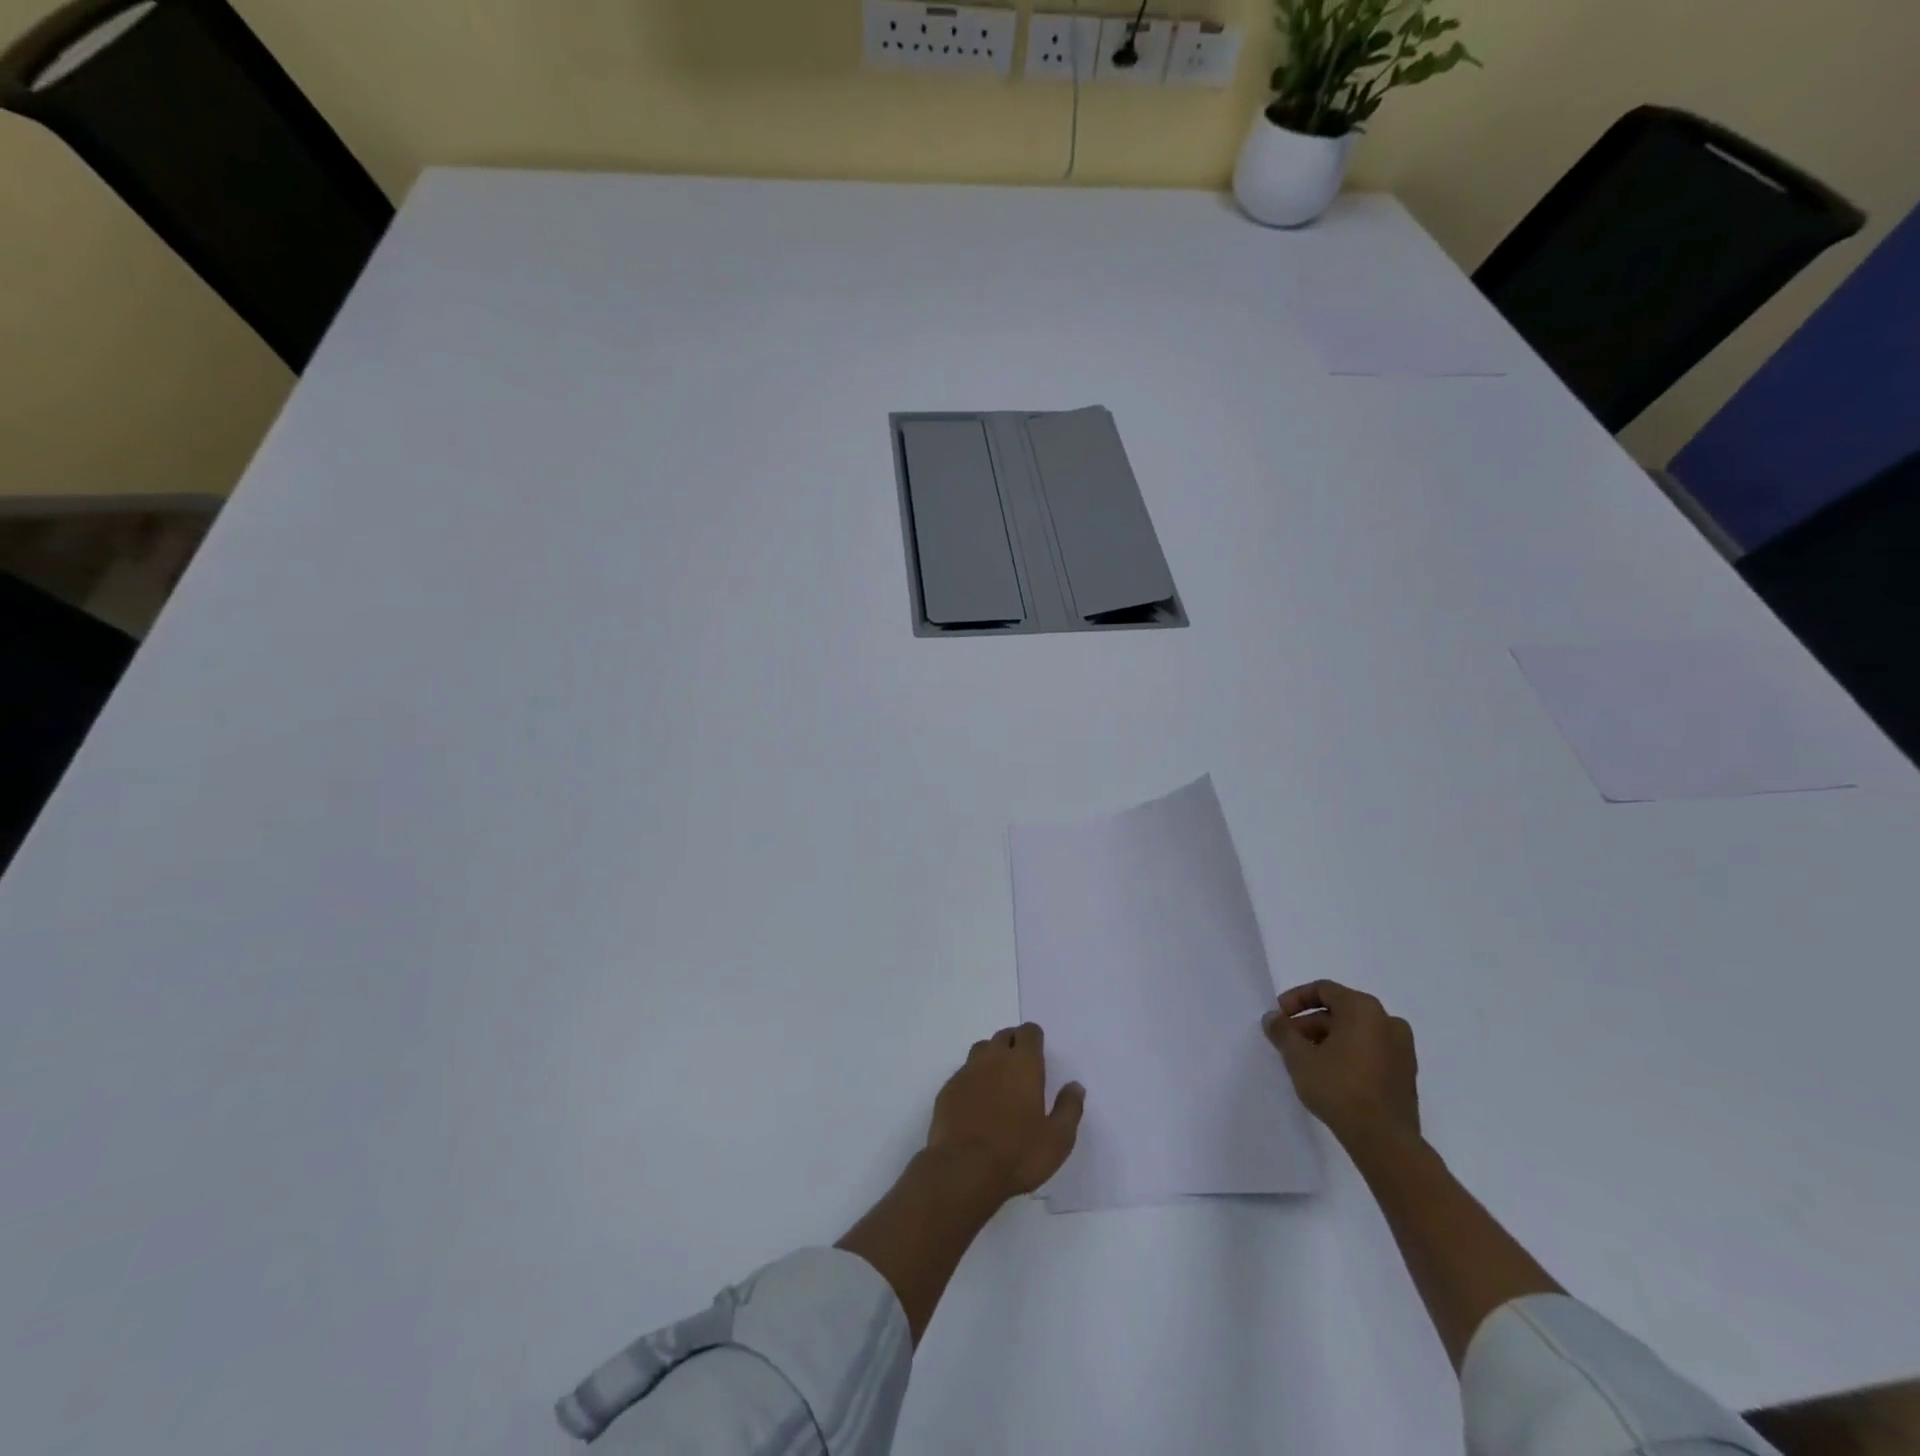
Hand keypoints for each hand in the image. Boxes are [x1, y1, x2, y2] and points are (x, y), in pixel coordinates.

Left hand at [926, 1023, 1084, 1201]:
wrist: (964, 1169)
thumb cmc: (1018, 1154)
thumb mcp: (1057, 1139)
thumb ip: (1069, 1108)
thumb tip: (1075, 1086)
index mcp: (1023, 1064)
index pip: (1029, 1032)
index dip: (1034, 1038)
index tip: (1038, 1051)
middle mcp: (994, 1059)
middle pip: (1004, 1036)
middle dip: (1013, 1043)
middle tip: (1020, 1065)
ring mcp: (967, 1072)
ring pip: (981, 1049)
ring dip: (991, 1057)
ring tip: (998, 1080)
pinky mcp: (948, 1089)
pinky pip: (963, 1073)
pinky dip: (972, 1079)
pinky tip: (976, 1101)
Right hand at [1263, 981, 1419, 1144]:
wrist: (1385, 1140)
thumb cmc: (1339, 1087)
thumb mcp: (1299, 1057)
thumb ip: (1282, 1032)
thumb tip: (1273, 1018)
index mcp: (1364, 1009)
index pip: (1324, 990)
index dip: (1296, 999)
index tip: (1279, 1017)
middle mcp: (1387, 1021)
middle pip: (1340, 1010)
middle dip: (1310, 1023)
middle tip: (1289, 1041)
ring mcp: (1402, 1049)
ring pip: (1356, 1032)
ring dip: (1329, 1039)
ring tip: (1307, 1060)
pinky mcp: (1406, 1074)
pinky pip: (1371, 1050)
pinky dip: (1349, 1053)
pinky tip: (1331, 1074)